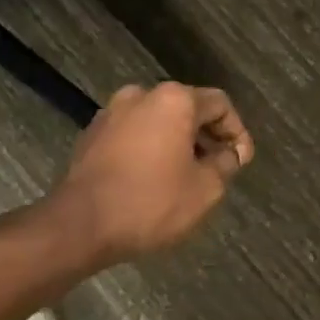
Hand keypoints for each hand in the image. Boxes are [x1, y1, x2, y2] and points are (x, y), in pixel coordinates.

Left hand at [49, 82, 252, 263]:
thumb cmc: (151, 202)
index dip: (237, 132)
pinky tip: (154, 178)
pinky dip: (150, 148)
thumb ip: (225, 164)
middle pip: (188, 108)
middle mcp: (142, 95)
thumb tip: (228, 154)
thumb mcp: (205, 189)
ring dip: (178, 142)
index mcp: (174, 100)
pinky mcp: (92, 134)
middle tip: (218, 167)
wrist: (79, 225)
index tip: (241, 162)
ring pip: (158, 120)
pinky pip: (134, 133)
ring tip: (187, 175)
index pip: (220, 104)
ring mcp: (112, 112)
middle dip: (207, 136)